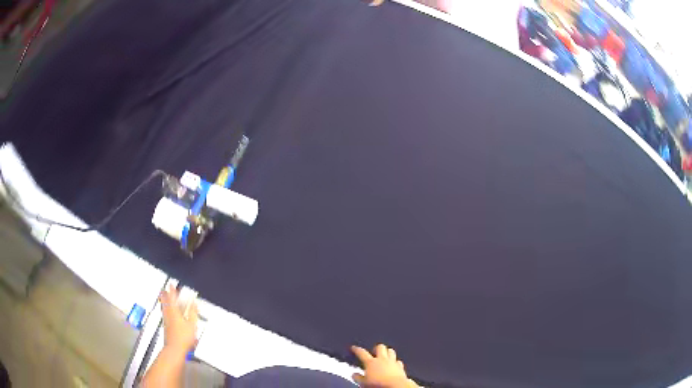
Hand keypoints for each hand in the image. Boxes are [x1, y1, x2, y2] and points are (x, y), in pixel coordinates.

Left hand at [160, 285, 198, 354]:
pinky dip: (166, 311)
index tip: (171, 285)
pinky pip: (165, 315)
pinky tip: (167, 314)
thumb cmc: (183, 337)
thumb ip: (193, 313)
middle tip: (164, 290)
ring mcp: (166, 322)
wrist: (175, 349)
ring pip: (164, 309)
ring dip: (164, 302)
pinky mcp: (166, 328)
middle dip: (165, 295)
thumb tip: (194, 304)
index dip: (172, 291)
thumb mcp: (192, 324)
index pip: (172, 298)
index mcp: (174, 312)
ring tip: (164, 298)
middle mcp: (168, 315)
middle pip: (165, 302)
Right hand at [351, 344, 417, 387]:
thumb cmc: (377, 384)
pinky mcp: (400, 367)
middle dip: (377, 348)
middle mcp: (382, 359)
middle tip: (374, 351)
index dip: (357, 349)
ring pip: (391, 351)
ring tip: (385, 355)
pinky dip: (395, 362)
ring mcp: (392, 362)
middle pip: (380, 347)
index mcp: (370, 362)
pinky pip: (398, 361)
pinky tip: (394, 365)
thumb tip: (354, 374)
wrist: (395, 386)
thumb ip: (358, 377)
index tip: (354, 348)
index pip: (362, 353)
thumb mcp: (363, 383)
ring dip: (388, 352)